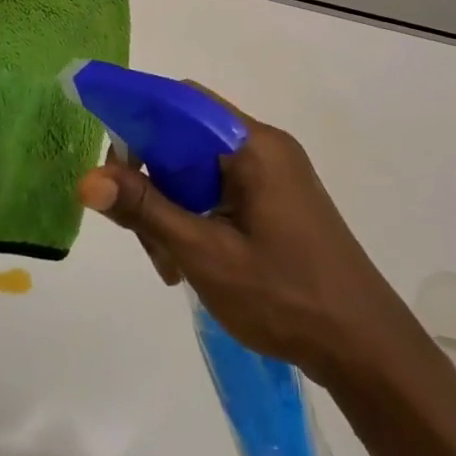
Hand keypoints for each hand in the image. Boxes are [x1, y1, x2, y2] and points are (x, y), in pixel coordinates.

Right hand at [78, 95, 421, 388]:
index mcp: (252, 144)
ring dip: (171, 206)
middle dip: (152, 180)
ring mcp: (273, 174)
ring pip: (197, 168)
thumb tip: (88, 178)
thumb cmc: (286, 296)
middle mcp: (264, 146)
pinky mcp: (277, 200)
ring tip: (169, 265)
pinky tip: (189, 261)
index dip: (136, 120)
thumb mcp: (204, 253)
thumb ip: (146, 209)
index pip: (179, 103)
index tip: (109, 165)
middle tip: (142, 235)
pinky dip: (194, 216)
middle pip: (184, 138)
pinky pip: (219, 189)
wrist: (367, 351)